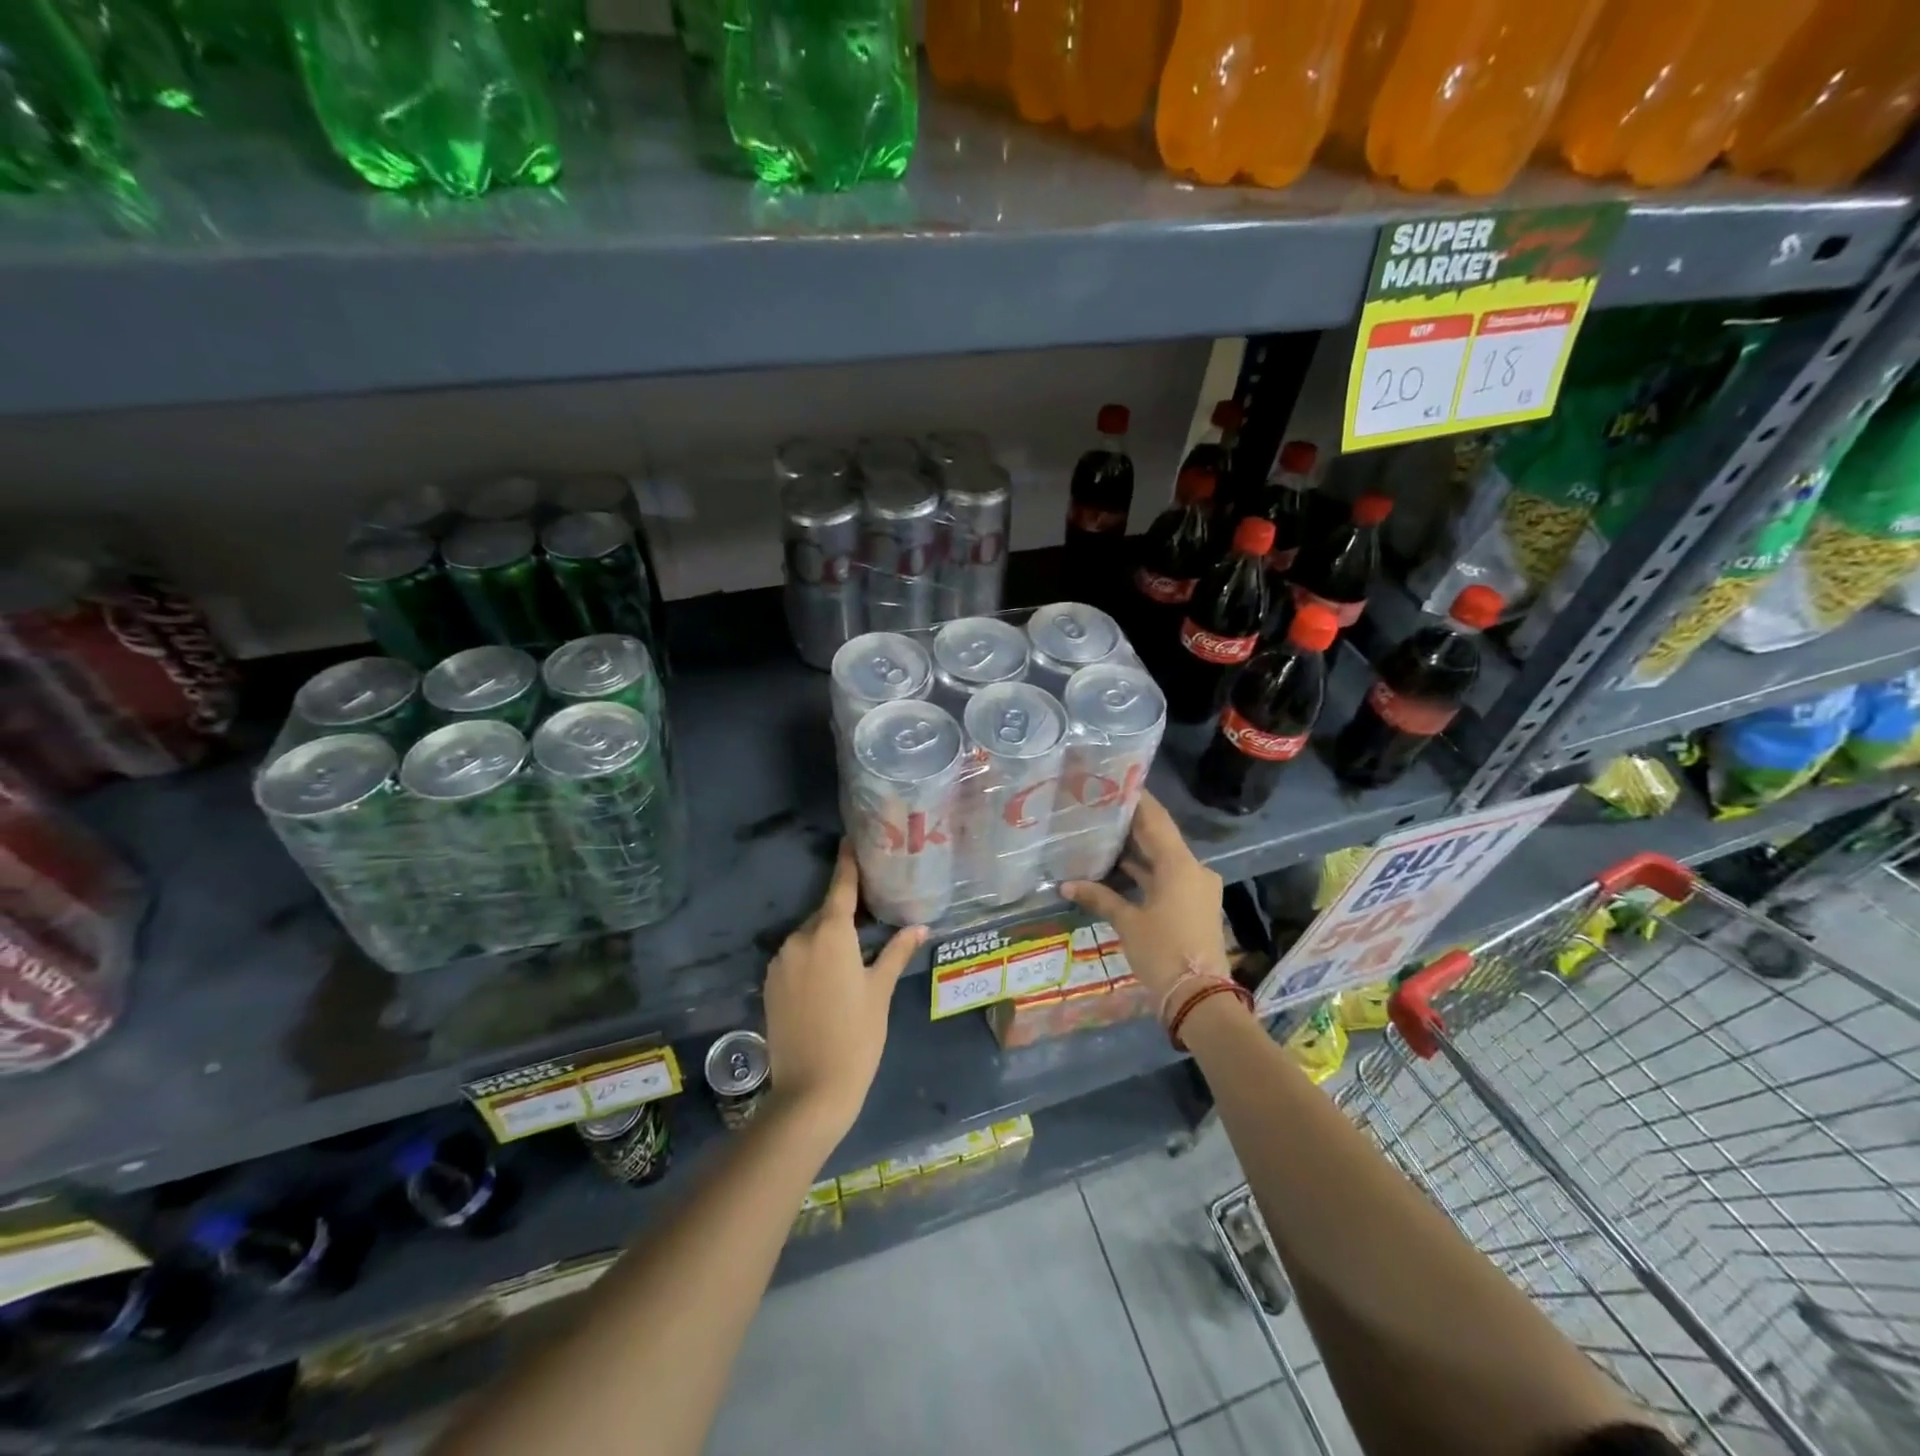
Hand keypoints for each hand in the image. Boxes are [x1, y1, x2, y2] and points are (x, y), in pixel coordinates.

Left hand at [763, 841, 923, 1144]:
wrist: (811, 1091)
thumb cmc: (857, 1037)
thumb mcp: (880, 992)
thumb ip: (896, 952)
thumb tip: (919, 926)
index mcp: (831, 935)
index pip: (841, 887)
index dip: (847, 863)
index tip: (849, 839)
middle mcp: (800, 939)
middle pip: (826, 914)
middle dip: (845, 913)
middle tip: (869, 918)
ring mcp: (780, 961)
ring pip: (809, 936)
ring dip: (828, 938)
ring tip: (852, 959)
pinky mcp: (769, 983)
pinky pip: (795, 956)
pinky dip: (811, 957)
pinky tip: (828, 980)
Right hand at [1060, 792, 1227, 1004]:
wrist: (1200, 997)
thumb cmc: (1163, 952)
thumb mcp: (1127, 923)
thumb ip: (1099, 897)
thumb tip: (1065, 885)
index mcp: (1180, 865)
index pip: (1156, 820)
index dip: (1137, 801)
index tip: (1116, 783)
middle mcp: (1194, 869)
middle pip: (1161, 838)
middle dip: (1133, 825)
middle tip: (1102, 808)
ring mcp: (1197, 888)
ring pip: (1164, 860)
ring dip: (1139, 851)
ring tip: (1105, 835)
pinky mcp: (1195, 905)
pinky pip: (1169, 878)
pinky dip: (1147, 873)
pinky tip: (1120, 870)